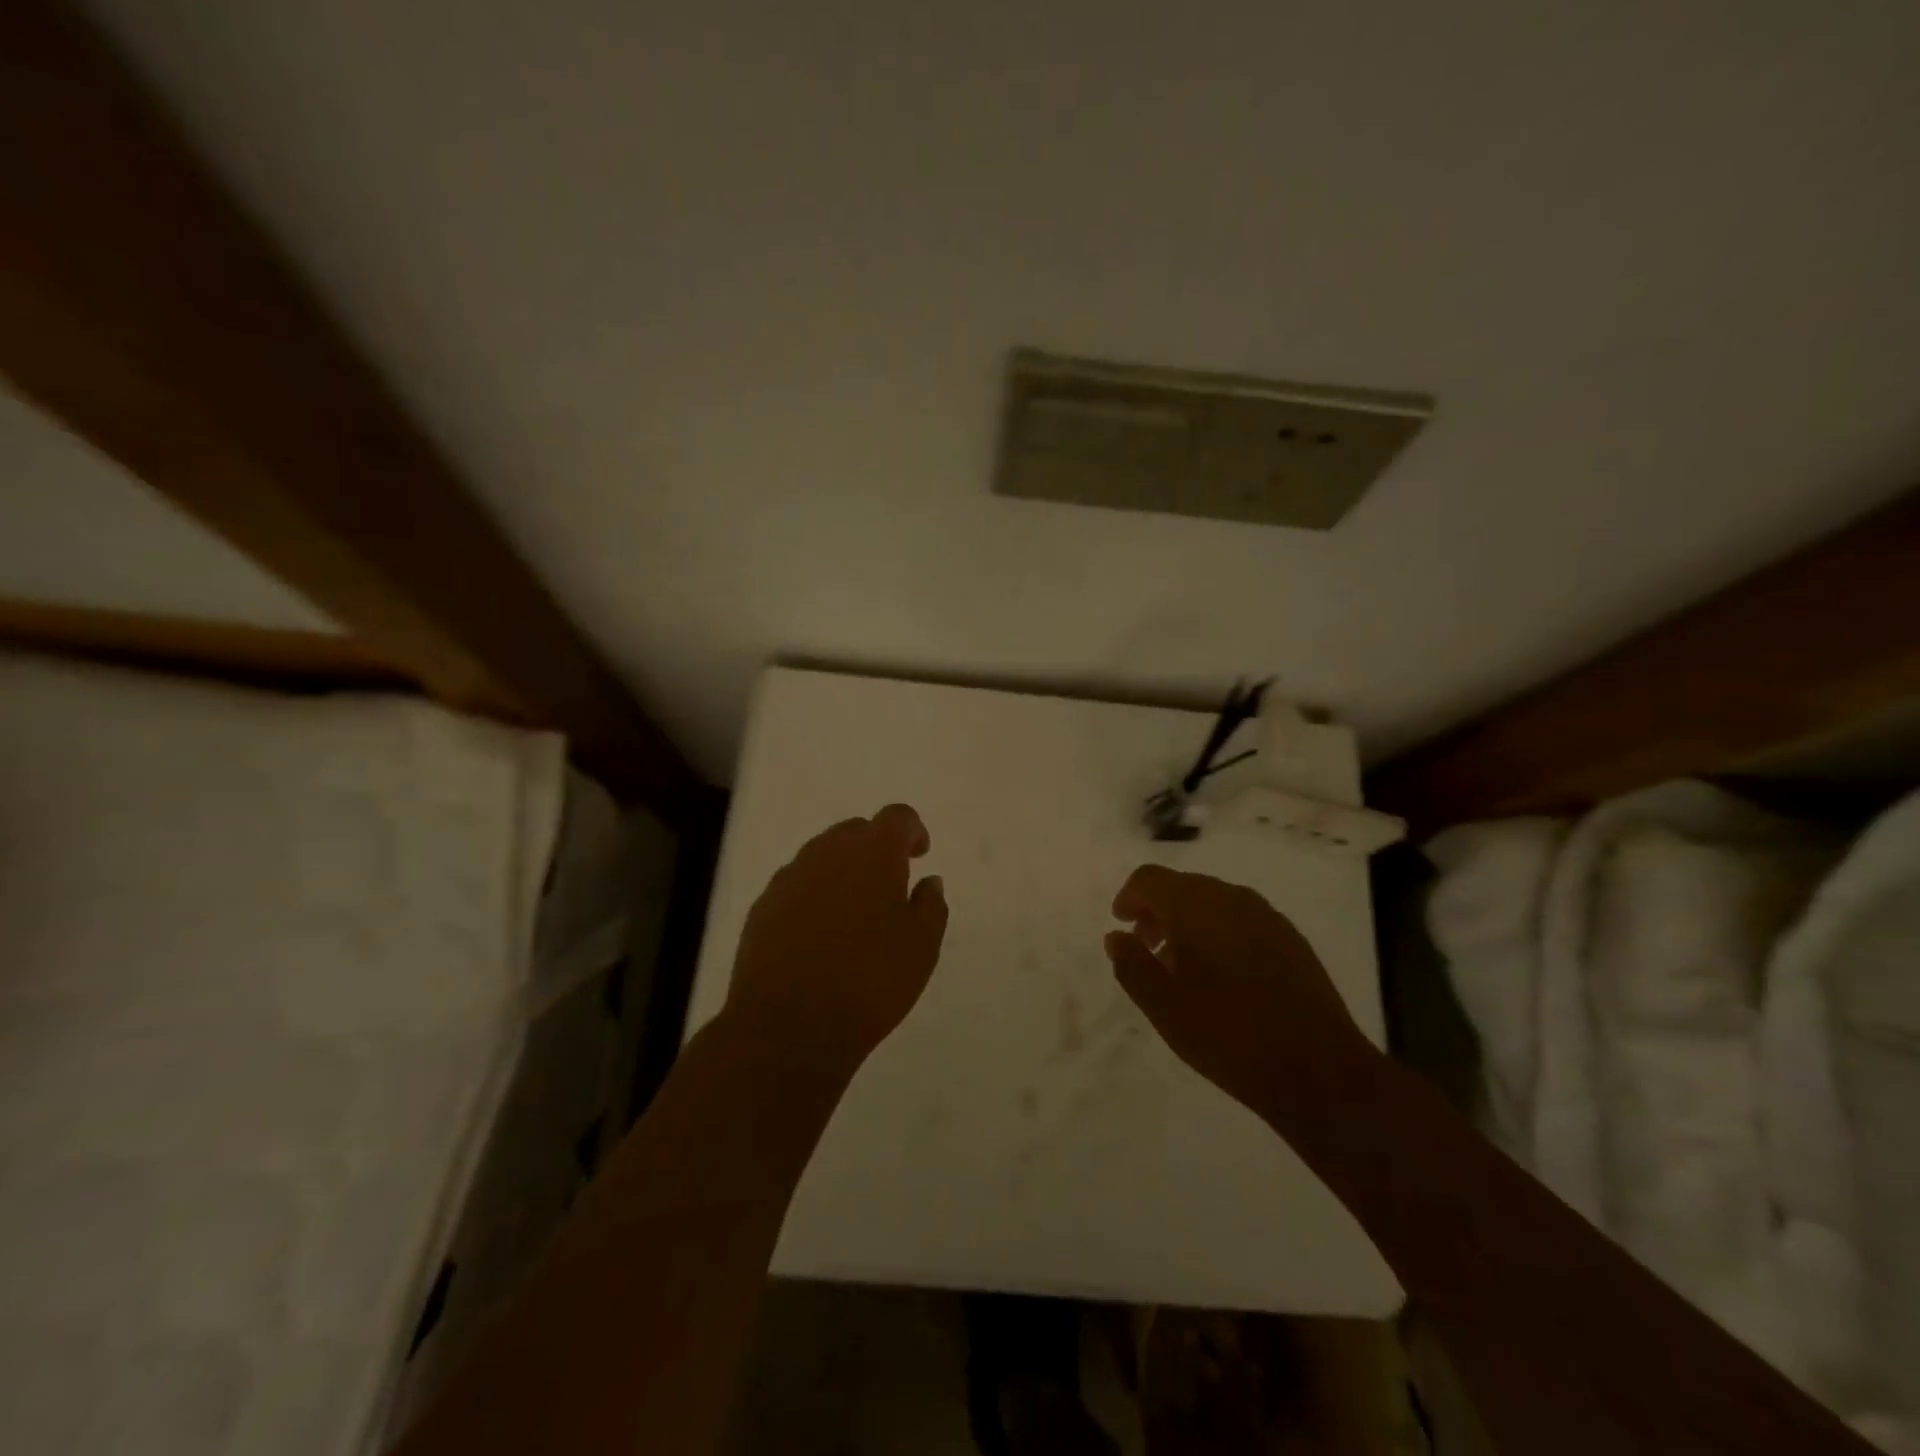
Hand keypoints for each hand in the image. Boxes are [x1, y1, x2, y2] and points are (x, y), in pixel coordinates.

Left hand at [725, 803, 948, 1072]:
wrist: (787, 1026)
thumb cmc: (870, 982)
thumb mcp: (921, 948)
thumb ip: (930, 906)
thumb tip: (929, 882)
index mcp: (873, 853)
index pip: (897, 817)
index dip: (912, 830)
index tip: (919, 855)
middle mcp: (828, 853)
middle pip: (856, 831)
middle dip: (875, 848)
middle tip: (890, 884)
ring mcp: (790, 878)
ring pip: (822, 856)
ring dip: (842, 871)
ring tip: (854, 912)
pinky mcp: (763, 906)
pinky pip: (797, 885)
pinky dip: (814, 895)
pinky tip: (820, 934)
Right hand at [1104, 865, 1372, 1119]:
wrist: (1317, 1069)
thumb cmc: (1227, 1035)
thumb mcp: (1163, 1006)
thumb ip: (1131, 964)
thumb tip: (1116, 936)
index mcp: (1195, 906)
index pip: (1150, 879)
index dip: (1129, 897)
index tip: (1121, 924)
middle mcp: (1231, 897)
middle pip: (1182, 887)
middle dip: (1158, 910)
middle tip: (1146, 948)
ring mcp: (1266, 916)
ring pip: (1213, 902)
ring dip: (1189, 922)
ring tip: (1182, 966)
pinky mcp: (1291, 938)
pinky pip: (1242, 919)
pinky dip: (1219, 932)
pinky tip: (1222, 976)